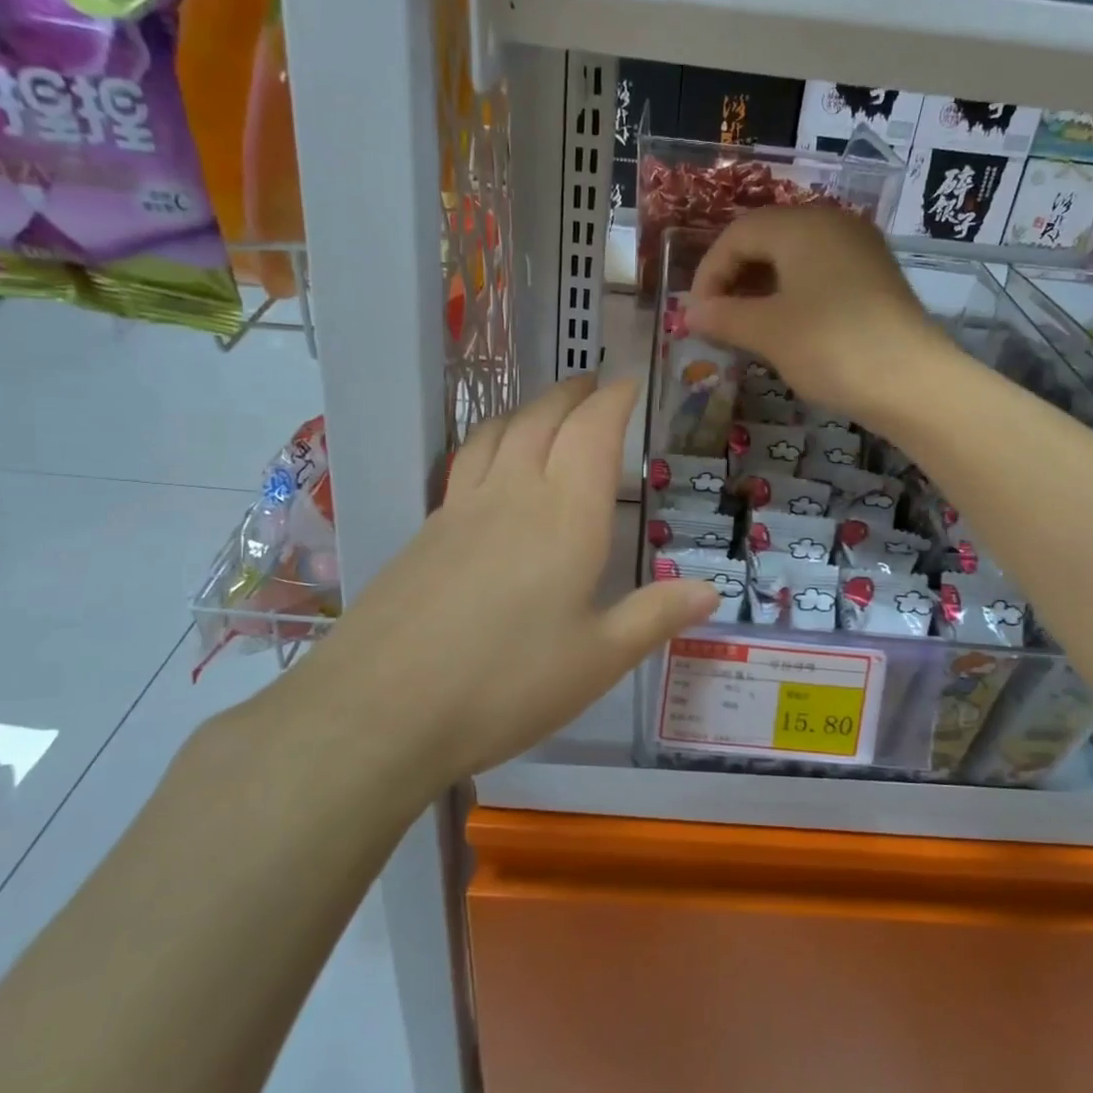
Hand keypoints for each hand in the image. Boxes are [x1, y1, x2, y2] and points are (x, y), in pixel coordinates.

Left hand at [279, 376, 717, 786]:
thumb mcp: (598, 660)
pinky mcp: (424, 531)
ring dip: (527, 408)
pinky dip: (490, 440)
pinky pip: (466, 461)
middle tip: (593, 385)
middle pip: (542, 417)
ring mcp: (461, 508)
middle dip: (572, 393)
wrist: (381, 710)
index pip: (594, 431)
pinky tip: (491, 465)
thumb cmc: (506, 685)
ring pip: (497, 431)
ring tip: (545, 409)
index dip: (614, 399)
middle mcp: (514, 494)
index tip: (630, 383)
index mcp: (566, 516)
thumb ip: (655, 616)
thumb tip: (711, 590)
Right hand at [686, 205, 951, 429]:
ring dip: (761, 289)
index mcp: (802, 225)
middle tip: (717, 321)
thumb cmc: (831, 347)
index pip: (737, 234)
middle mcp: (832, 224)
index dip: (708, 273)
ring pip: (794, 258)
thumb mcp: (768, 332)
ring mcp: (859, 249)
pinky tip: (785, 329)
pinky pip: (819, 275)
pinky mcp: (875, 278)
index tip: (696, 316)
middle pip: (766, 239)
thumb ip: (723, 317)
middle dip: (734, 279)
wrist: (913, 383)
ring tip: (745, 328)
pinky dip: (792, 296)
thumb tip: (690, 314)